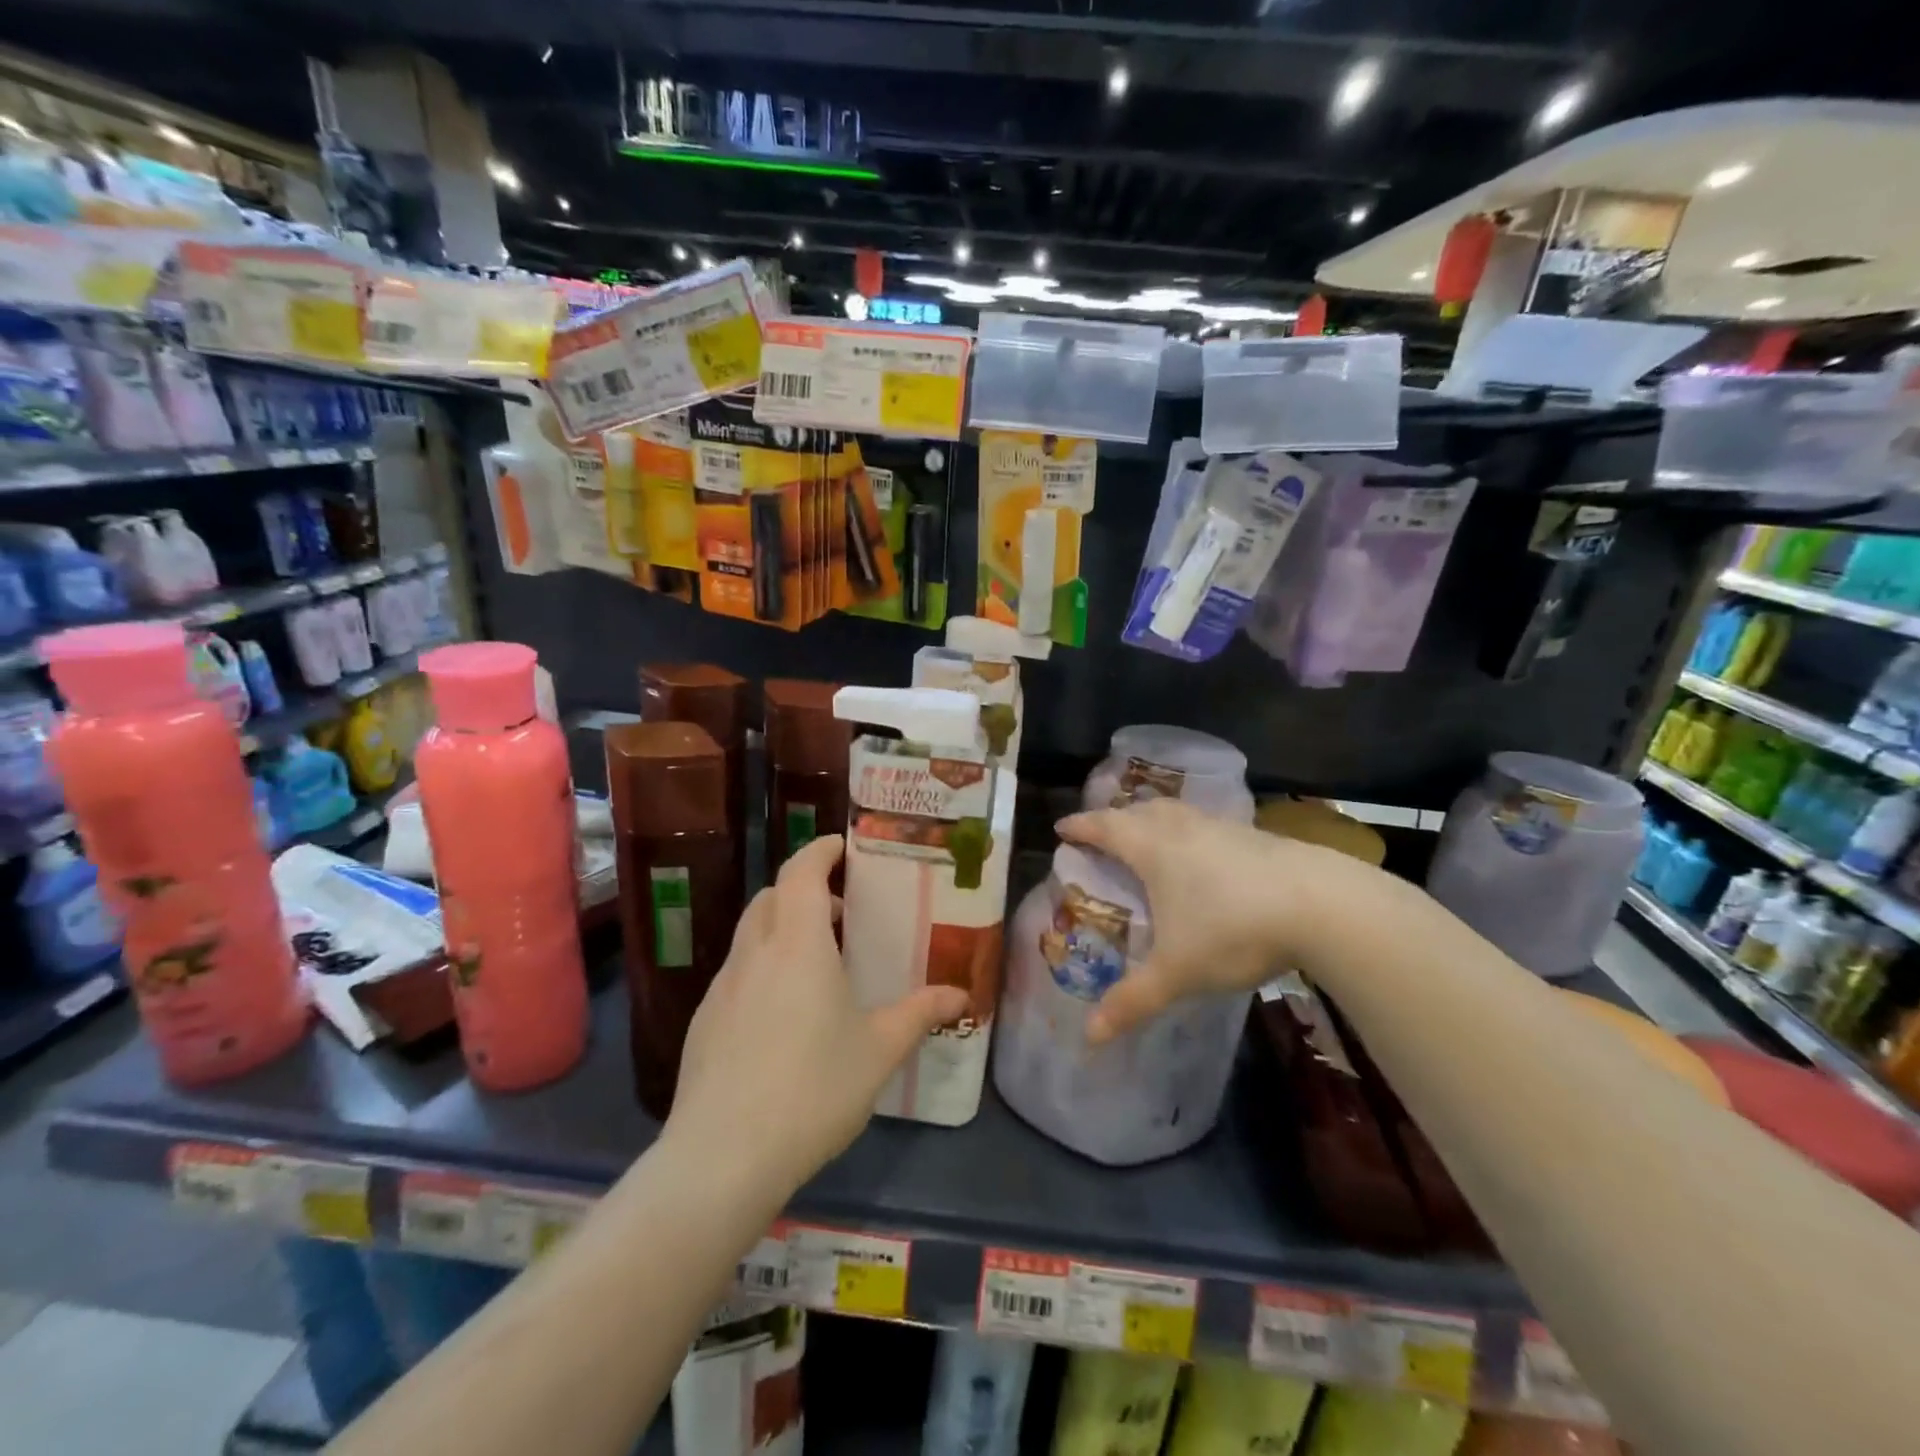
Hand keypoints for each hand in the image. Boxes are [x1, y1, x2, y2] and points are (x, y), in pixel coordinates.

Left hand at [666, 835, 968, 1197]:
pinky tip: (783, 1016)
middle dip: (804, 890)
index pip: (801, 870)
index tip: (843, 847)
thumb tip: (962, 994)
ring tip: (817, 965)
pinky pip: (737, 974)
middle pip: (772, 896)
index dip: (820, 850)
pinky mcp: (703, 1022)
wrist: (722, 1158)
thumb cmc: (813, 1088)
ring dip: (782, 929)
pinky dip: (762, 967)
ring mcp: (722, 988)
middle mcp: (754, 953)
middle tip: (841, 914)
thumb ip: (920, 1013)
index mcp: (797, 944)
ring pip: (751, 934)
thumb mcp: (879, 1050)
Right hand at [1056, 798, 1324, 1043]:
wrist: (1322, 905)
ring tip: (1151, 839)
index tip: (1062, 828)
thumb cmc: (1233, 929)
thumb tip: (1090, 1037)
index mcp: (1154, 849)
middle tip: (1104, 834)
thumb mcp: (1177, 972)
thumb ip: (1132, 1001)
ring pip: (1178, 814)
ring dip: (1156, 820)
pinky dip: (1192, 834)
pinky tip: (1206, 859)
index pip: (1105, 827)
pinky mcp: (1257, 838)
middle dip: (1117, 819)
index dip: (1081, 826)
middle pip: (1141, 811)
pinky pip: (1209, 826)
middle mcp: (1184, 829)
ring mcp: (1223, 829)